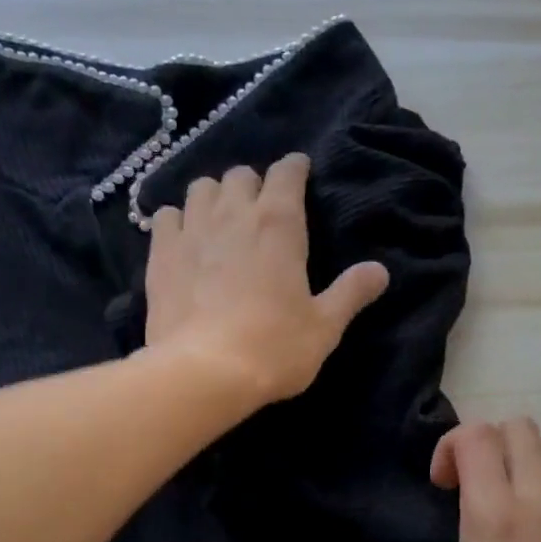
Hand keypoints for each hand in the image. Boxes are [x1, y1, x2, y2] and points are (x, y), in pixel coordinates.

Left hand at [143, 154, 388, 406]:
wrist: (204, 372)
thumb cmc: (274, 348)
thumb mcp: (325, 327)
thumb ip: (351, 293)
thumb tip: (380, 270)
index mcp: (279, 225)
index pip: (287, 173)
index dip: (295, 169)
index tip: (300, 173)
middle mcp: (234, 214)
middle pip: (241, 175)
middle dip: (254, 185)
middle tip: (262, 210)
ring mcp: (192, 231)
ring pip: (201, 188)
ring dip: (215, 196)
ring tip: (222, 220)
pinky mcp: (160, 254)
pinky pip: (166, 215)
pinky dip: (178, 219)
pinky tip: (185, 239)